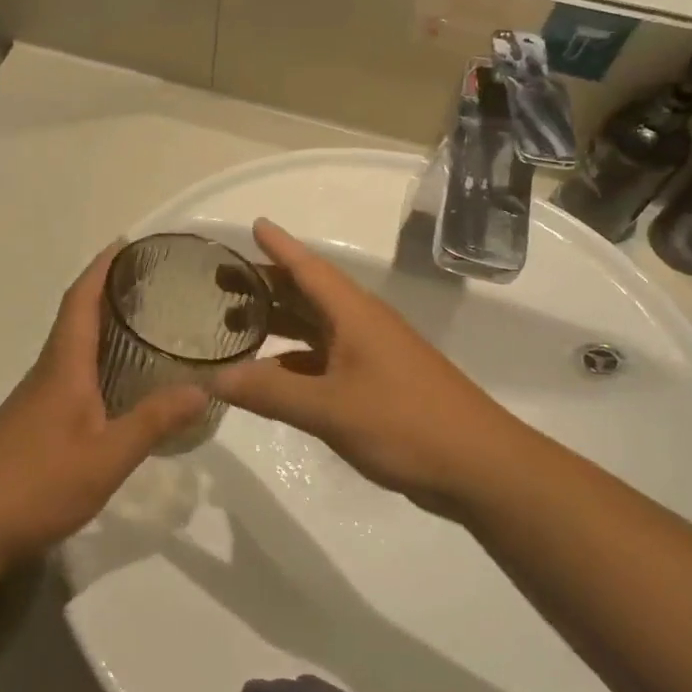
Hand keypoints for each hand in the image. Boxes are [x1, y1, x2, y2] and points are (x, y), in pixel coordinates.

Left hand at [0, 244, 207, 562]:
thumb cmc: (37, 484)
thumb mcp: (106, 457)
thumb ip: (152, 422)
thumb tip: (202, 388)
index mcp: (63, 367)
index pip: (80, 301)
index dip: (101, 268)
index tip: (125, 243)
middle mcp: (47, 372)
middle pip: (75, 317)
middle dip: (106, 291)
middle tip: (150, 282)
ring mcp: (36, 398)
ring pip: (71, 347)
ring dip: (100, 325)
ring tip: (143, 323)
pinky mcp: (34, 421)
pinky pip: (69, 374)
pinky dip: (95, 360)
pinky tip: (117, 383)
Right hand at [212, 220, 536, 514]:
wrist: (480, 467)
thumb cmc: (406, 423)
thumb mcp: (330, 409)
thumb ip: (269, 393)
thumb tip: (211, 379)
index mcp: (354, 315)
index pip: (308, 268)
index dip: (279, 246)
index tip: (253, 224)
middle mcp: (361, 326)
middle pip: (307, 295)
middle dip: (266, 285)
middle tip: (220, 282)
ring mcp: (371, 357)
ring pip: (314, 329)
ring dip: (278, 324)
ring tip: (234, 326)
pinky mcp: (376, 386)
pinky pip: (323, 362)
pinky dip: (293, 363)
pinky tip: (270, 378)